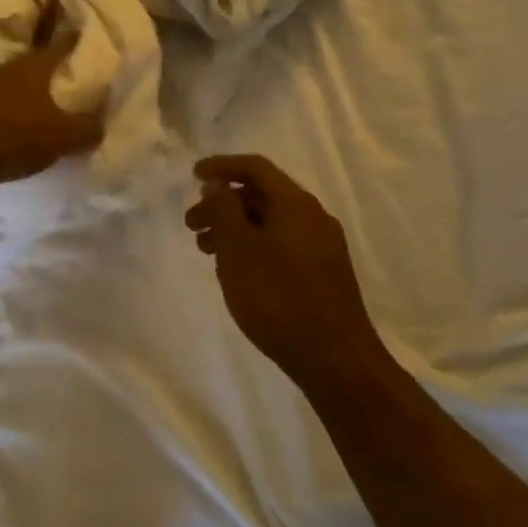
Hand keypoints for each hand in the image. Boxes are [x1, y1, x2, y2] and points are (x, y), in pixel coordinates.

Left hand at [0, 1, 105, 189]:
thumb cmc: (17, 138)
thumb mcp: (65, 138)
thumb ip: (88, 128)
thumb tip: (102, 123)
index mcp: (34, 67)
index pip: (59, 46)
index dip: (71, 39)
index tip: (79, 30)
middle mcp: (6, 66)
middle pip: (31, 60)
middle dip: (44, 66)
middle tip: (58, 73)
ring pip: (8, 78)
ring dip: (20, 86)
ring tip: (33, 98)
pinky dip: (1, 103)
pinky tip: (7, 118)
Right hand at [185, 154, 380, 389]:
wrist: (336, 360)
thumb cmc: (278, 297)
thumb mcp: (238, 248)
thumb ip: (223, 209)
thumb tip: (218, 184)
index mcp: (295, 203)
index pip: (255, 167)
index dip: (222, 166)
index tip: (193, 176)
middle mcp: (313, 217)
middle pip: (262, 195)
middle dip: (223, 203)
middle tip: (192, 224)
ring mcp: (322, 246)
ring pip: (270, 222)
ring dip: (235, 227)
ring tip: (207, 251)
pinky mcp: (323, 274)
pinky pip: (281, 244)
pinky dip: (253, 246)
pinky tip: (237, 270)